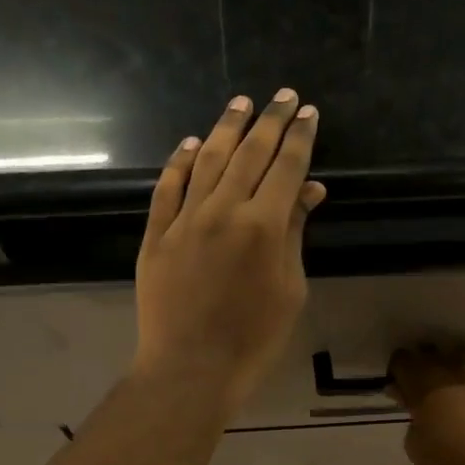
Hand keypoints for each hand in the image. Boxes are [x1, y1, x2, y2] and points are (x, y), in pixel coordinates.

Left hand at [134, 89, 325, 415]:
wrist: (190, 369)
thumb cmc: (253, 338)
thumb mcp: (289, 288)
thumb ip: (295, 234)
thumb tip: (309, 190)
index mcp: (263, 225)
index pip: (286, 167)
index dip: (299, 137)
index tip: (307, 112)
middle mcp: (223, 210)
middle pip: (249, 153)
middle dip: (269, 120)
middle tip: (281, 95)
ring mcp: (184, 220)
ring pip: (207, 161)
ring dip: (226, 128)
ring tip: (240, 103)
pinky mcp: (156, 234)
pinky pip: (167, 187)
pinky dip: (180, 162)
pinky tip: (191, 144)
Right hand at [391, 345, 464, 464]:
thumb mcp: (418, 450)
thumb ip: (414, 423)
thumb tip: (418, 411)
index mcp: (425, 386)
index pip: (403, 361)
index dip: (399, 372)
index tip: (400, 388)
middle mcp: (456, 371)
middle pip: (434, 352)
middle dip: (427, 366)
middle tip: (427, 390)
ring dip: (458, 364)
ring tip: (459, 385)